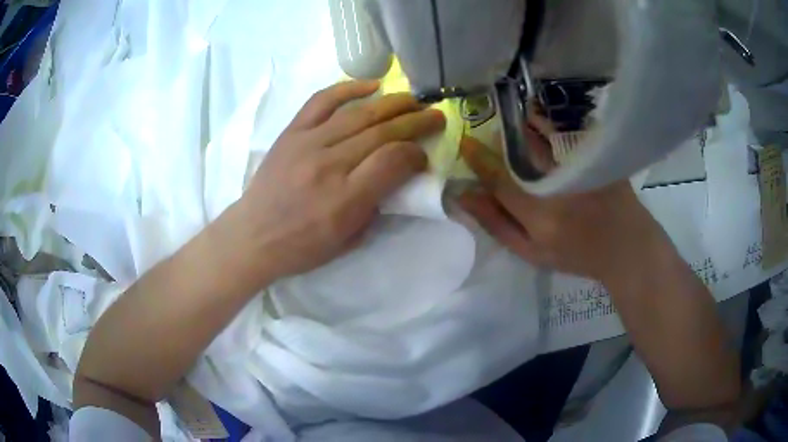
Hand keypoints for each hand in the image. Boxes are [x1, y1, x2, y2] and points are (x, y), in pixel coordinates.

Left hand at [221, 80, 445, 284]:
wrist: (253, 236)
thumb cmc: (302, 246)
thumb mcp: (349, 240)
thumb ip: (376, 205)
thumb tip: (396, 173)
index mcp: (345, 199)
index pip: (393, 160)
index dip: (415, 154)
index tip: (423, 156)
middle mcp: (328, 164)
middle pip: (382, 132)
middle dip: (416, 121)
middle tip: (436, 116)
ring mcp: (307, 143)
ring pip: (359, 113)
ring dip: (393, 103)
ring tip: (414, 100)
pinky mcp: (291, 132)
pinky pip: (322, 101)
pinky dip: (349, 88)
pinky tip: (372, 85)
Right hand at [458, 134, 668, 283]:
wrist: (626, 246)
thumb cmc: (577, 254)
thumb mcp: (532, 252)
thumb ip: (497, 225)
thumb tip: (465, 197)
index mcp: (539, 215)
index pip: (499, 179)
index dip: (478, 159)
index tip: (465, 143)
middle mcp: (558, 186)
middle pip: (520, 150)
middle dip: (501, 137)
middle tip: (491, 134)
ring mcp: (580, 167)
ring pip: (543, 135)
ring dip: (523, 125)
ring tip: (514, 124)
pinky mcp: (596, 156)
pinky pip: (565, 132)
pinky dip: (547, 125)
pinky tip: (540, 124)